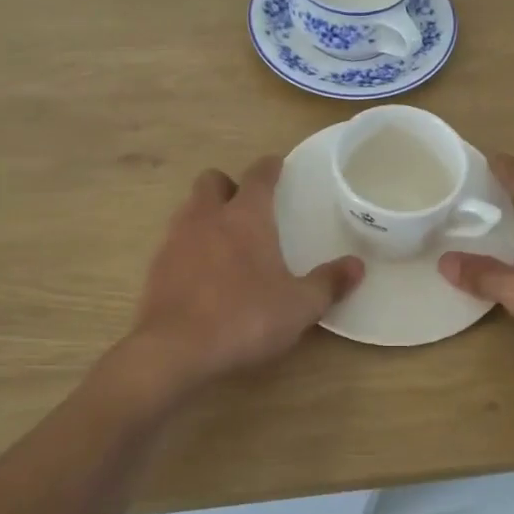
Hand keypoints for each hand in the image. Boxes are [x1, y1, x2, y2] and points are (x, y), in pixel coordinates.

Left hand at [129, 158, 361, 389]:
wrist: (175, 349)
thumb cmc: (245, 318)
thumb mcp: (299, 306)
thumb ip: (328, 283)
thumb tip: (357, 266)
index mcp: (245, 217)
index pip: (258, 176)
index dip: (269, 167)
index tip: (276, 164)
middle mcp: (207, 217)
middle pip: (212, 181)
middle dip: (228, 186)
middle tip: (246, 207)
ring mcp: (176, 240)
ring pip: (189, 209)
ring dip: (206, 215)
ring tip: (225, 241)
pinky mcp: (156, 267)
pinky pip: (175, 242)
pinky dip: (190, 247)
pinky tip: (203, 273)